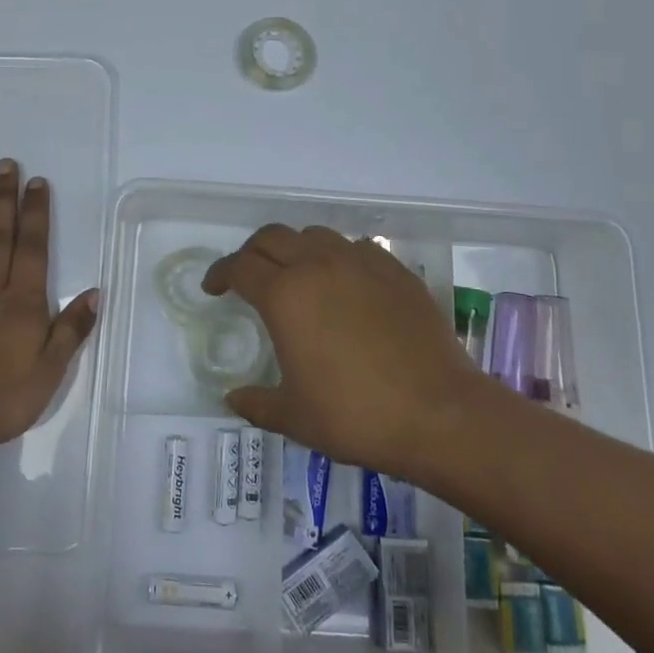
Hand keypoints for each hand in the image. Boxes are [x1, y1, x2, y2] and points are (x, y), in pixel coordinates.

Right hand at [203, 225, 497, 478]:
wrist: (439, 414)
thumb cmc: (356, 416)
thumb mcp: (295, 417)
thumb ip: (257, 403)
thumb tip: (232, 398)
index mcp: (285, 296)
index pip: (239, 267)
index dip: (220, 273)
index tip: (214, 288)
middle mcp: (318, 266)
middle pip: (272, 237)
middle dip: (251, 252)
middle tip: (248, 276)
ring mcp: (360, 262)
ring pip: (314, 235)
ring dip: (295, 249)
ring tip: (297, 276)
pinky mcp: (394, 270)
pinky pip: (355, 247)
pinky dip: (337, 257)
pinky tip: (345, 284)